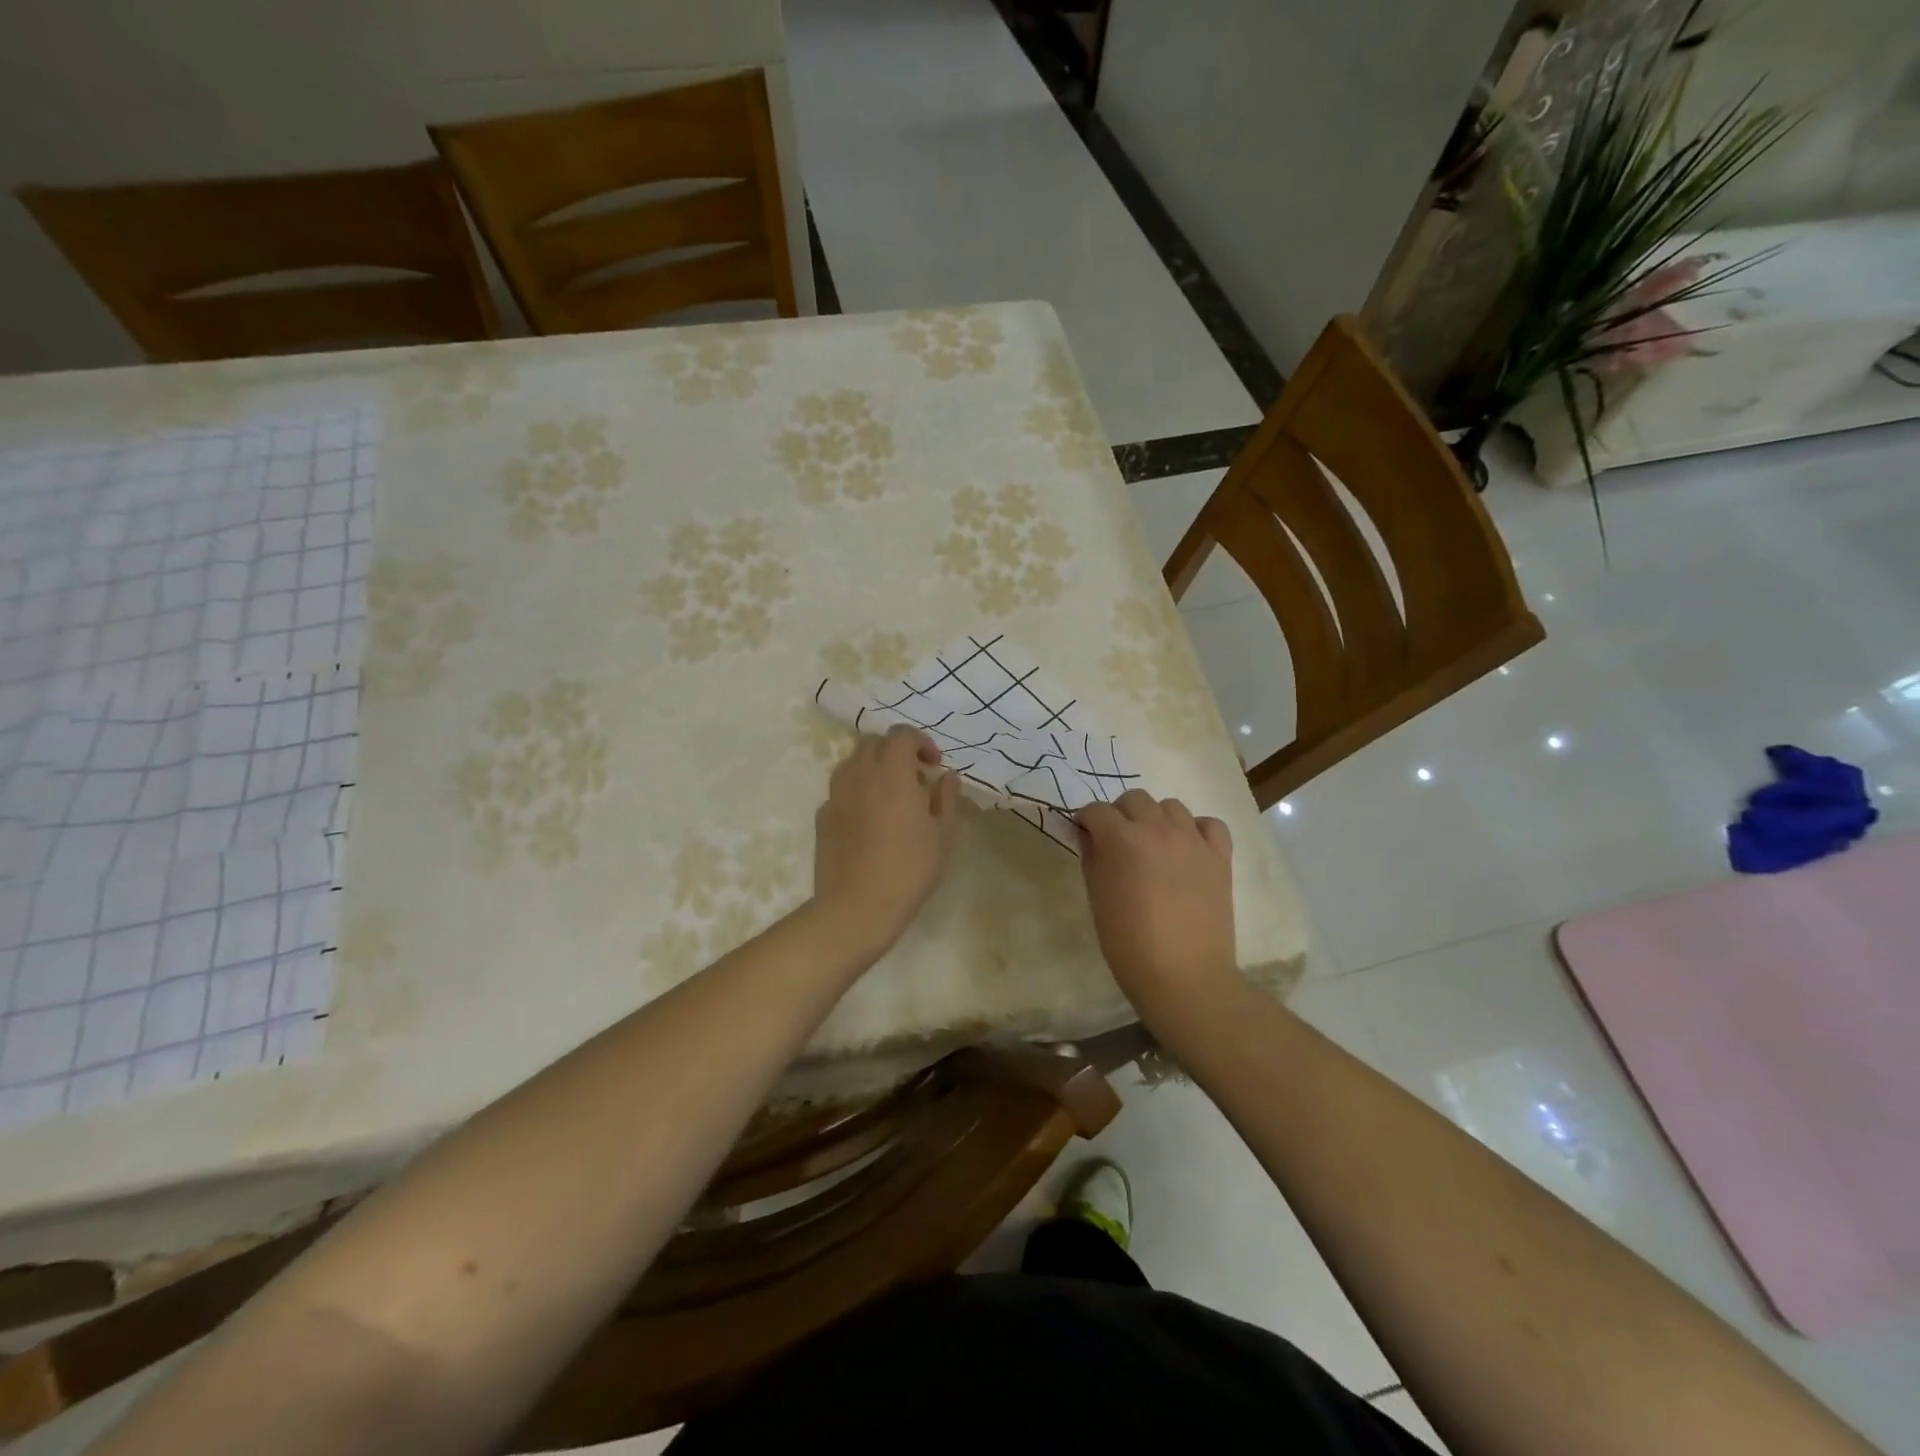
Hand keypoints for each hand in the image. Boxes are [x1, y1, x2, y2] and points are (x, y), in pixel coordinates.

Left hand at [813, 726, 962, 962]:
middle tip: (915, 778)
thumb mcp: (944, 835)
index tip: (934, 765)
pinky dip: (857, 792)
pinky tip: (870, 820)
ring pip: (852, 763)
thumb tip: (947, 776)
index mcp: (892, 773)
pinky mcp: (822, 816)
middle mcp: (859, 774)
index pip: (901, 735)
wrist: (857, 907)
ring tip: (891, 796)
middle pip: (873, 743)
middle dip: (896, 751)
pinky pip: (841, 790)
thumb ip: (947, 798)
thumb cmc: (909, 869)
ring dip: (874, 768)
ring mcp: (835, 795)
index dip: (921, 742)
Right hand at [1076, 790, 1240, 1024]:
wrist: (1184, 975)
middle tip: (1117, 841)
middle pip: (1134, 799)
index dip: (1087, 821)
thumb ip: (1092, 859)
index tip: (1085, 835)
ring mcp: (1193, 840)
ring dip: (1155, 818)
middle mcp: (1158, 829)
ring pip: (1171, 806)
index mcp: (1122, 840)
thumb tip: (1091, 837)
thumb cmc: (1129, 943)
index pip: (1097, 811)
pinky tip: (1187, 849)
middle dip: (1120, 814)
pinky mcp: (1220, 855)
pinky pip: (1209, 824)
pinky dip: (1195, 829)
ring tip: (1153, 845)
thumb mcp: (1097, 898)